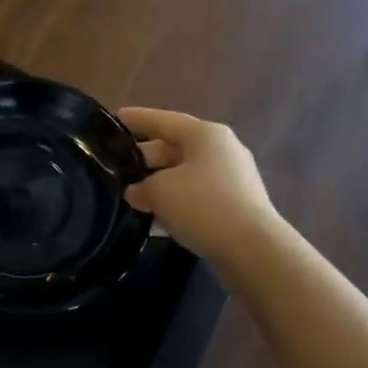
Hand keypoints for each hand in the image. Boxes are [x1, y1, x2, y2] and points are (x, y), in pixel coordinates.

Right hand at [118, 107, 278, 268]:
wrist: (253, 249)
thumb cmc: (202, 205)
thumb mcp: (159, 191)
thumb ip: (141, 187)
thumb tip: (136, 192)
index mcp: (204, 134)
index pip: (163, 120)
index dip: (137, 119)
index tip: (115, 119)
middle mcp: (222, 150)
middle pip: (175, 147)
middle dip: (146, 157)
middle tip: (117, 165)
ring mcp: (233, 179)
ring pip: (185, 175)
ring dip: (159, 184)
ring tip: (131, 196)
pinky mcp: (236, 206)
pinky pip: (197, 197)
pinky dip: (176, 204)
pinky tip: (154, 220)